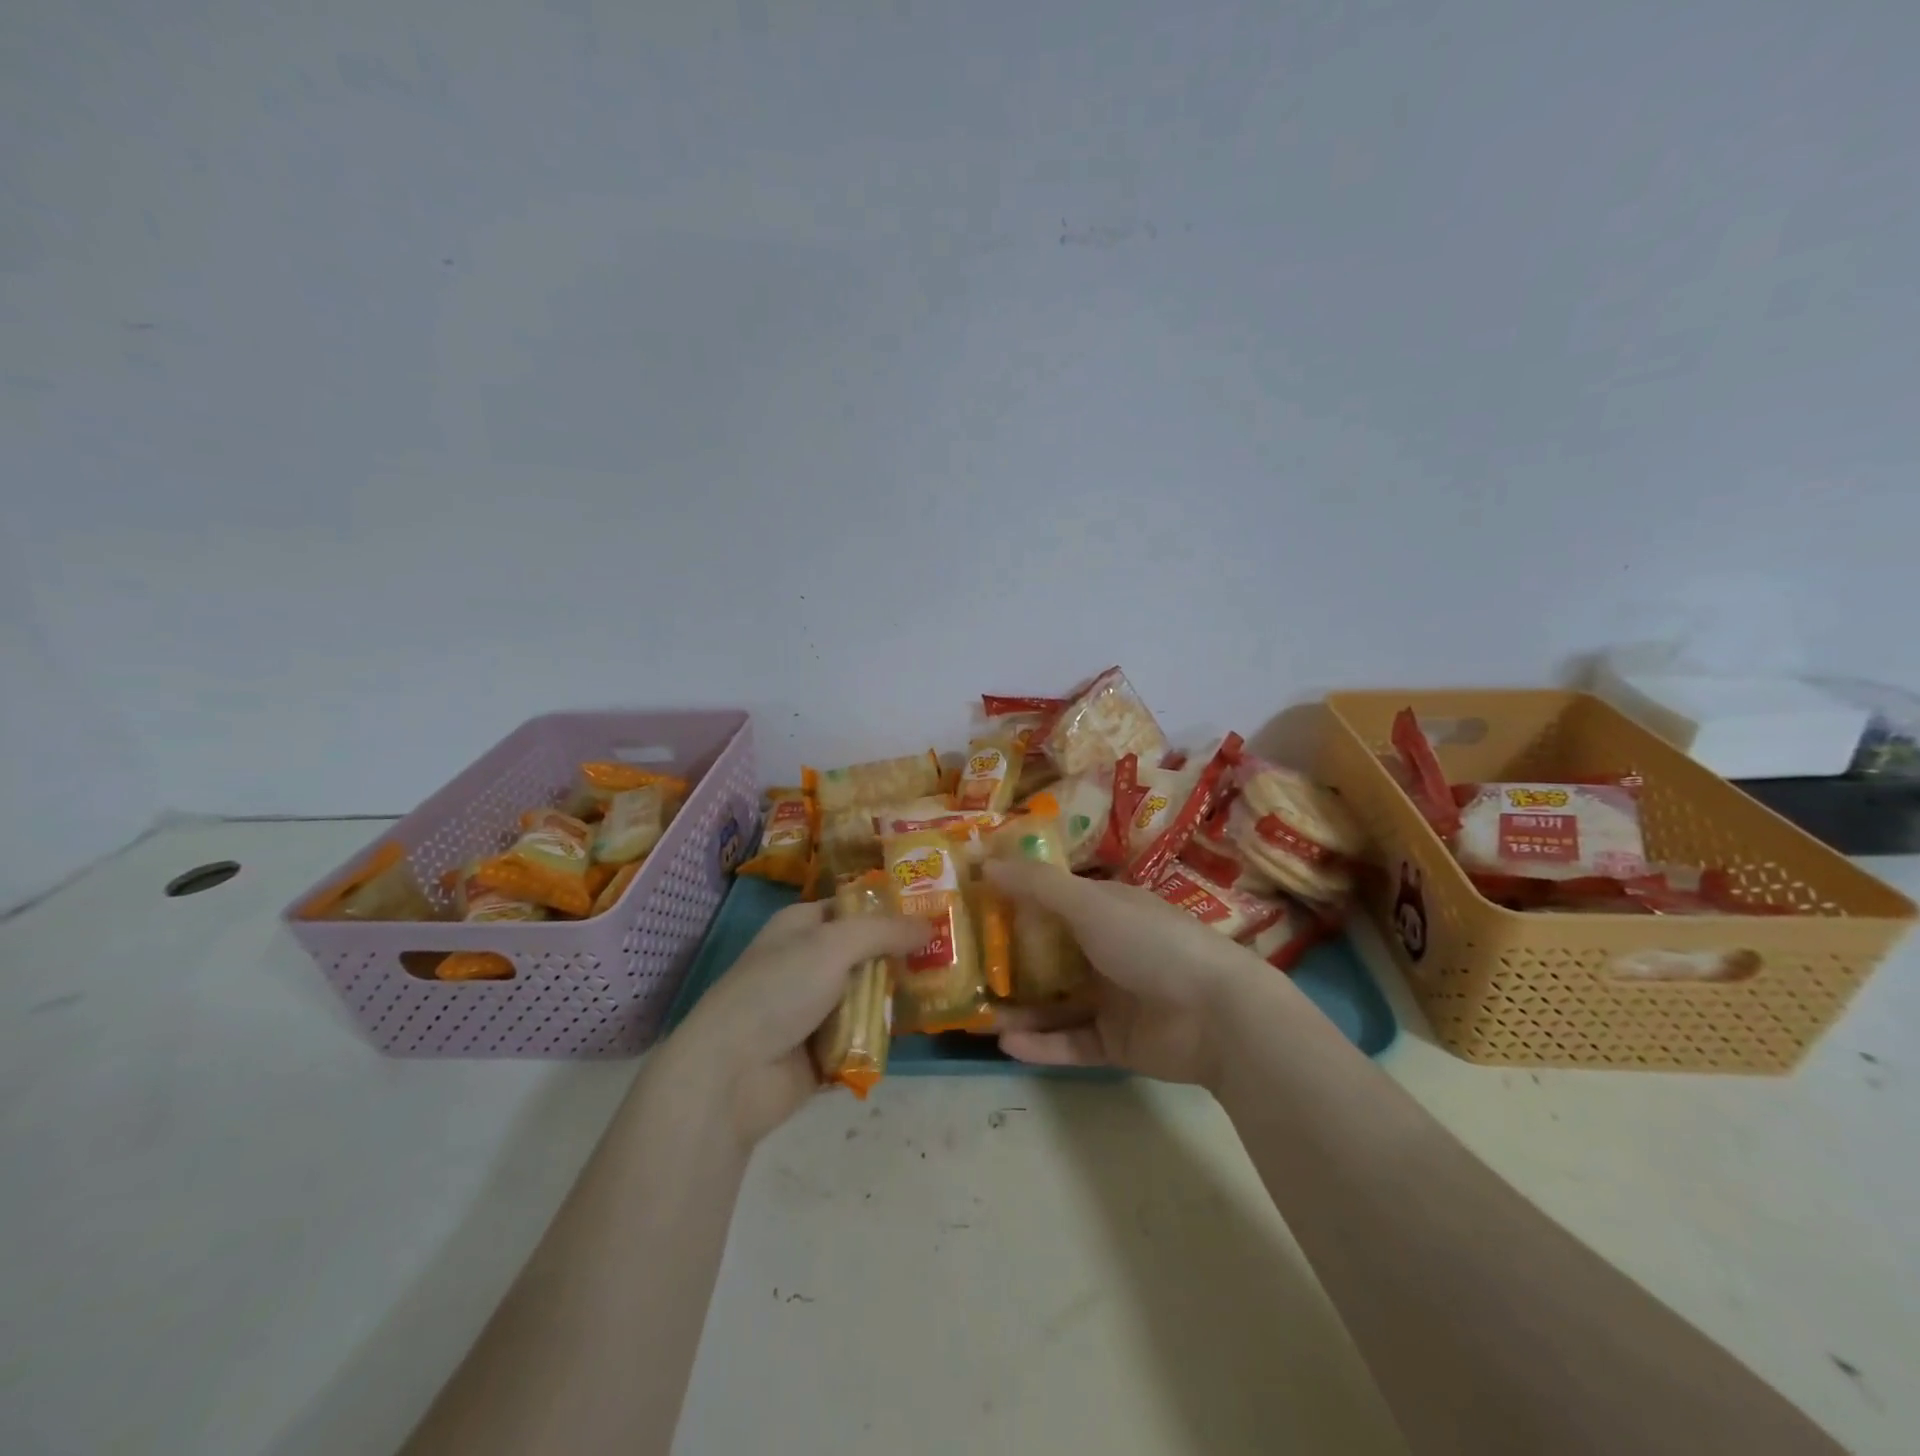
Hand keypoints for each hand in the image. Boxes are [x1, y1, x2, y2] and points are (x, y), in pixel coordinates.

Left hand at [665, 901, 927, 1147]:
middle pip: (867, 953)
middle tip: (952, 955)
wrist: (732, 1074)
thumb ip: (884, 932)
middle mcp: (809, 962)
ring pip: (869, 995)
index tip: (935, 912)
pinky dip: (883, 1035)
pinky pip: (863, 1035)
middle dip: (903, 956)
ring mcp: (815, 1008)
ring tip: (946, 992)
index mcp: (802, 926)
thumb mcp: (833, 944)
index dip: (890, 908)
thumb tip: (929, 925)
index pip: (853, 907)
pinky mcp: (822, 1050)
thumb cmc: (778, 990)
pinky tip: (919, 1029)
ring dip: (897, 998)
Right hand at [985, 860, 1289, 1087]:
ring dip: (1020, 1009)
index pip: (1053, 901)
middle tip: (964, 969)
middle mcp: (1107, 949)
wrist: (1217, 1014)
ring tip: (977, 1015)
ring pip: (1056, 1003)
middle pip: (1049, 955)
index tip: (973, 908)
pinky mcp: (1117, 1042)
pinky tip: (1006, 1043)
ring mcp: (1113, 998)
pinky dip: (1042, 1043)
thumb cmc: (1150, 942)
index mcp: (1106, 910)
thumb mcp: (1090, 904)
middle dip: (1009, 962)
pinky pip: (1071, 1041)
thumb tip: (984, 863)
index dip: (1015, 902)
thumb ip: (1037, 886)